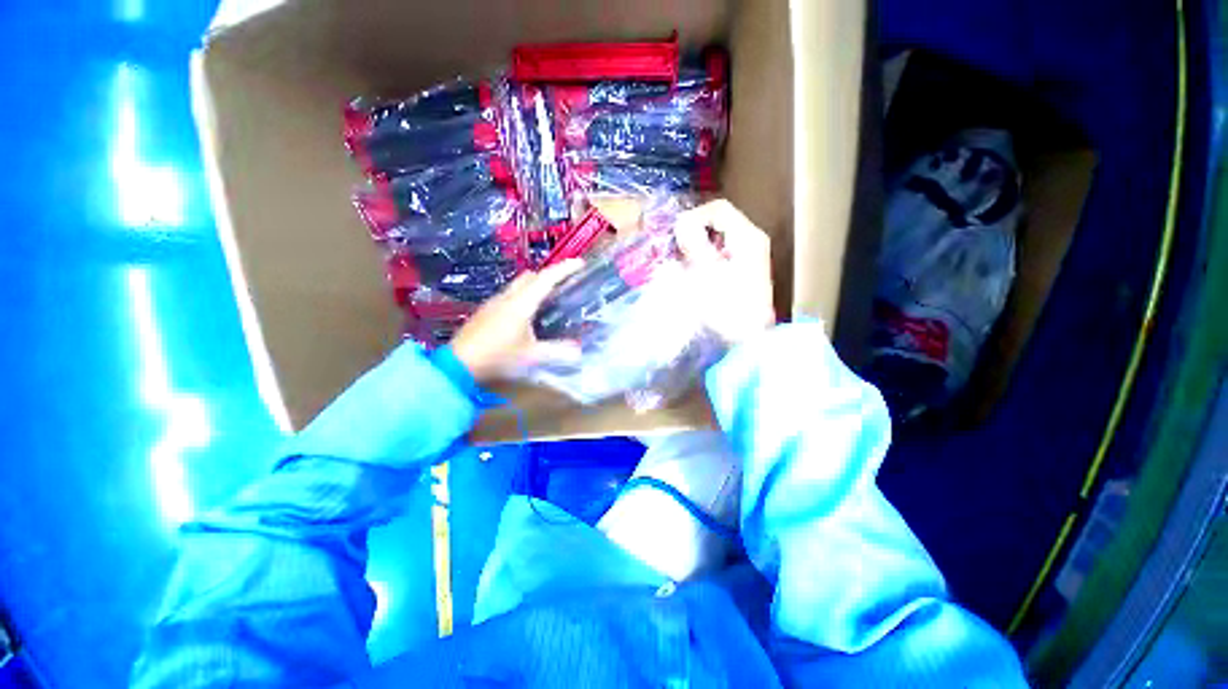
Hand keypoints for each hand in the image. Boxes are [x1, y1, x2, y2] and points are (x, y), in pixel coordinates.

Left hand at [450, 259, 584, 382]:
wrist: (458, 363)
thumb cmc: (498, 356)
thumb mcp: (532, 356)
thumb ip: (557, 352)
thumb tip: (579, 351)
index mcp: (522, 303)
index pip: (546, 279)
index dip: (564, 269)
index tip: (579, 263)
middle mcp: (508, 297)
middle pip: (531, 276)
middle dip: (549, 275)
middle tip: (564, 283)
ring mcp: (494, 302)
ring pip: (518, 284)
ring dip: (534, 285)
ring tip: (548, 299)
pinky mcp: (486, 310)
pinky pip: (509, 294)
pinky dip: (523, 295)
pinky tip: (525, 315)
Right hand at [675, 199, 775, 344]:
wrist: (748, 339)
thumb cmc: (727, 307)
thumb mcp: (706, 273)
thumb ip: (694, 244)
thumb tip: (682, 223)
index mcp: (747, 237)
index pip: (718, 209)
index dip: (694, 217)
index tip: (676, 236)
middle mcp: (751, 240)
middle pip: (718, 221)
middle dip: (694, 232)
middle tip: (675, 249)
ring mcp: (748, 255)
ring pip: (717, 237)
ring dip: (696, 245)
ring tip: (681, 261)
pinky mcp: (742, 270)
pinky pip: (719, 252)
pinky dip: (703, 256)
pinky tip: (693, 271)